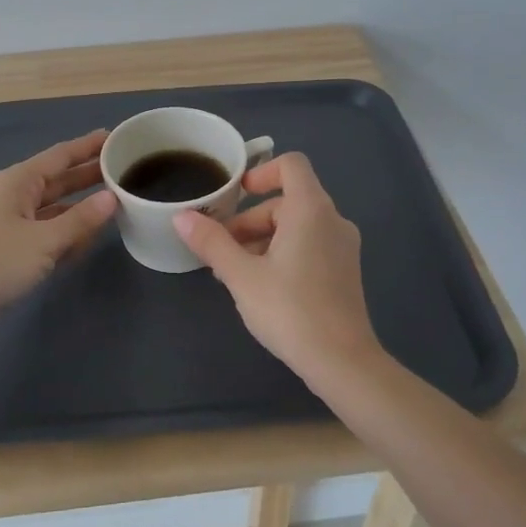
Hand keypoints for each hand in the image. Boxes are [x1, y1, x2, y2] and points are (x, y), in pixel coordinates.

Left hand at [0, 129, 119, 317]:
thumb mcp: (44, 240)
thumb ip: (80, 220)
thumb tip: (111, 198)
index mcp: (19, 181)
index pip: (61, 155)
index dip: (88, 146)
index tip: (116, 137)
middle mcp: (16, 196)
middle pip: (60, 180)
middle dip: (89, 176)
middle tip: (125, 170)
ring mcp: (13, 223)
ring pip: (56, 209)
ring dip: (81, 208)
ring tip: (116, 204)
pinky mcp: (13, 249)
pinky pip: (48, 233)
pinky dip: (67, 234)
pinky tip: (89, 240)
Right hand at [173, 152, 384, 380]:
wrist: (342, 362)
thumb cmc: (290, 310)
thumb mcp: (241, 275)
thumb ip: (211, 242)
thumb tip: (181, 216)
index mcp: (311, 210)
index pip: (291, 165)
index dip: (261, 172)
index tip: (235, 195)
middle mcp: (333, 220)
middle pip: (287, 201)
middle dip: (250, 220)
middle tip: (221, 250)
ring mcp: (343, 247)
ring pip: (296, 226)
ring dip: (262, 239)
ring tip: (234, 272)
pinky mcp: (344, 271)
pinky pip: (309, 245)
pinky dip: (283, 253)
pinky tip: (261, 287)